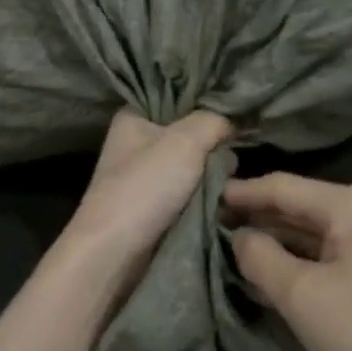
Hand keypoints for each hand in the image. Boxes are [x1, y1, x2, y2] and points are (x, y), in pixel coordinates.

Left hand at [57, 110, 231, 293]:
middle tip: (234, 152)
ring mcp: (146, 176)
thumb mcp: (184, 141)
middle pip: (190, 132)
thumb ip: (213, 121)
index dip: (206, 102)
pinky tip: (226, 196)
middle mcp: (137, 142)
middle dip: (213, 143)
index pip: (177, 96)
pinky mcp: (156, 206)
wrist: (114, 253)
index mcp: (133, 116)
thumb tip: (233, 122)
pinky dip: (207, 195)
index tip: (237, 110)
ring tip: (233, 179)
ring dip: (214, 173)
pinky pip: (191, 191)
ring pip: (194, 165)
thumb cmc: (144, 187)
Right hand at [225, 173, 351, 350]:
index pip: (284, 188)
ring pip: (318, 230)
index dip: (241, 194)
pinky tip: (272, 271)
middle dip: (259, 219)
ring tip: (233, 249)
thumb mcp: (299, 296)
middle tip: (213, 228)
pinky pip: (336, 250)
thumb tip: (239, 236)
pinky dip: (305, 259)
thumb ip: (259, 255)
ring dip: (279, 241)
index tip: (204, 198)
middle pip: (301, 205)